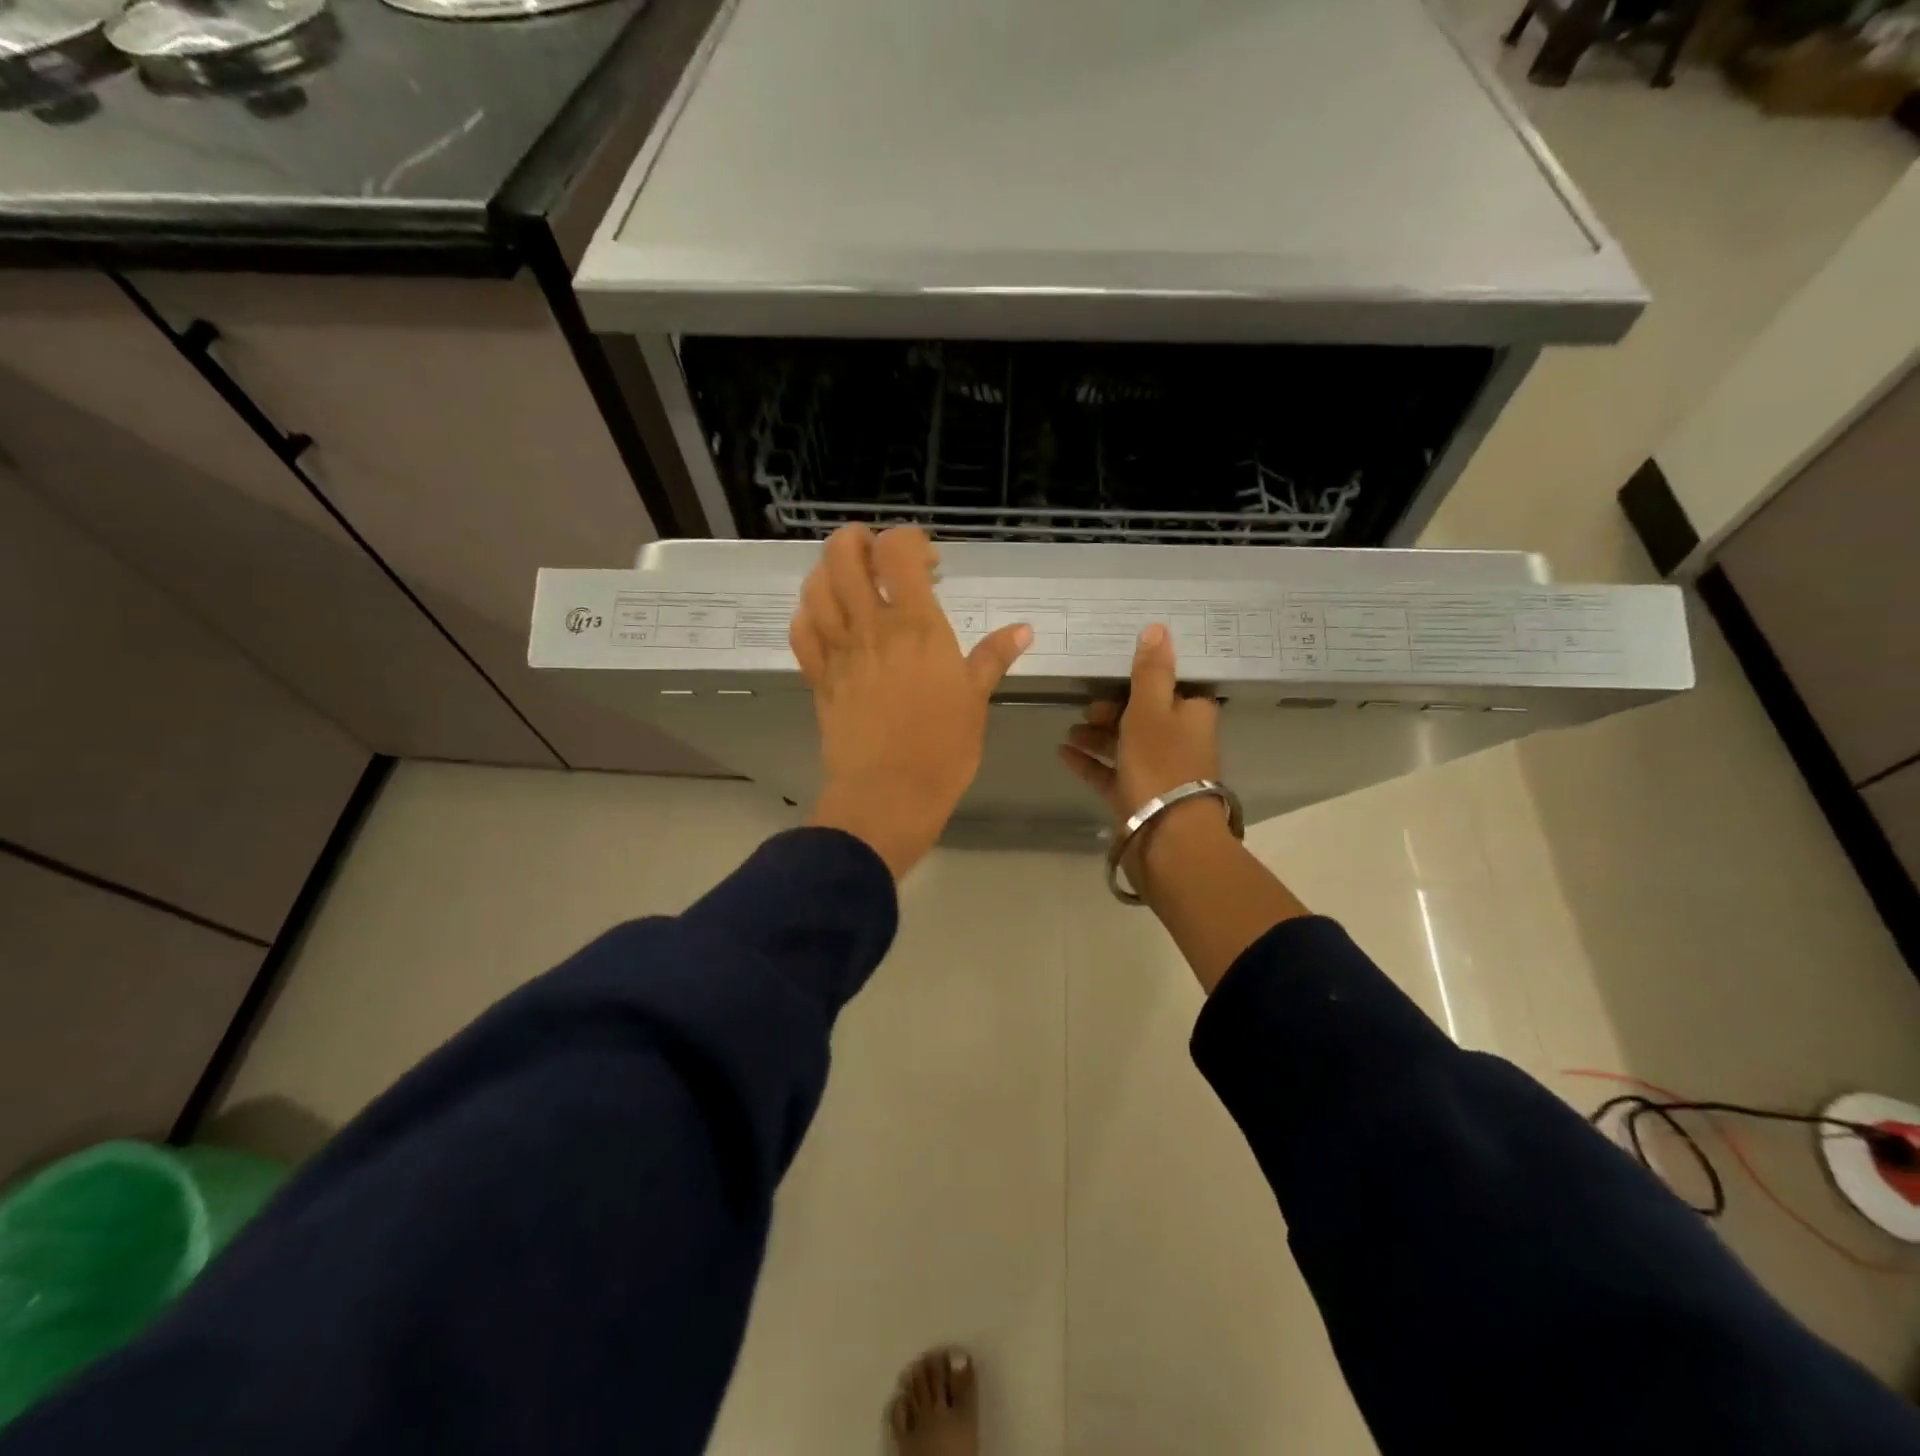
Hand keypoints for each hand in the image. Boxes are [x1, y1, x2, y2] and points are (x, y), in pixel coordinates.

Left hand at [791, 525, 1031, 878]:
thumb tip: (1024, 630)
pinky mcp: (818, 677)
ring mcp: (839, 651)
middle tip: (877, 556)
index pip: (898, 551)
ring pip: (816, 587)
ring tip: (851, 582)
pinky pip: (801, 631)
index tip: (929, 563)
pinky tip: (826, 619)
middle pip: (843, 554)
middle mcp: (872, 627)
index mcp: (917, 627)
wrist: (889, 794)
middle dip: (857, 540)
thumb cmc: (943, 749)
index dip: (909, 540)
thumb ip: (994, 658)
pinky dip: (808, 614)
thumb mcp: (975, 700)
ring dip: (830, 571)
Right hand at [1057, 624, 1229, 891]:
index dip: (1144, 674)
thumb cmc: (1161, 764)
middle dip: (1112, 706)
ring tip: (1069, 729)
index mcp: (1191, 714)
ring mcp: (1155, 770)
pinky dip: (1088, 760)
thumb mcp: (1151, 710)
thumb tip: (1157, 628)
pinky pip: (1108, 771)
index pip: (1171, 684)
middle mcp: (1177, 739)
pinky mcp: (1135, 795)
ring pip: (1123, 742)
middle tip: (1085, 704)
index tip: (1114, 666)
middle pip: (1142, 713)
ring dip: (1096, 733)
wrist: (1166, 837)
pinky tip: (1063, 752)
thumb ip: (1150, 671)